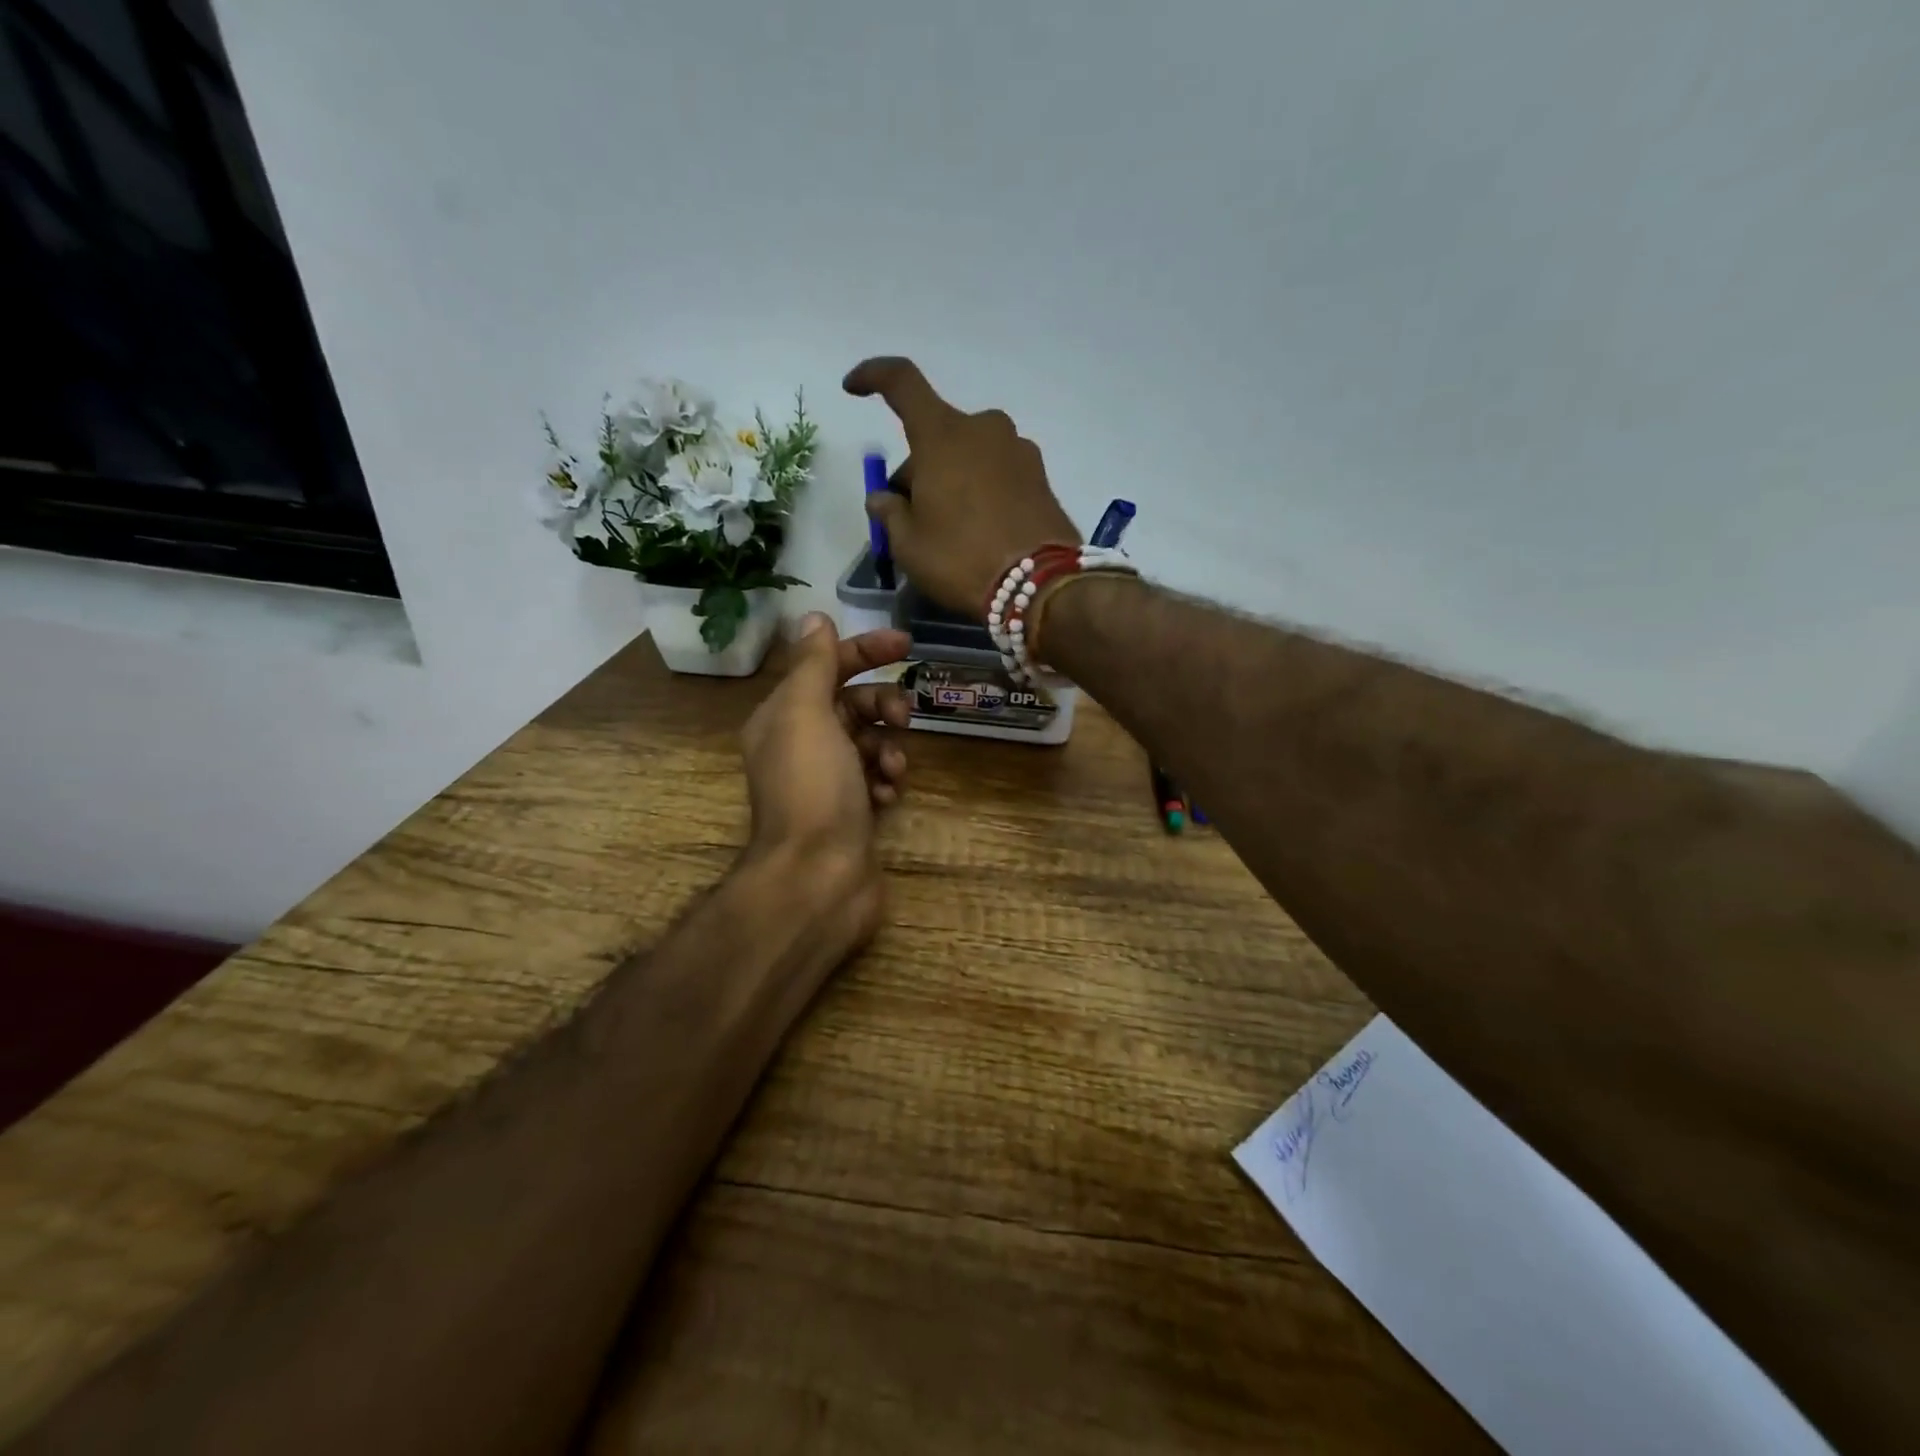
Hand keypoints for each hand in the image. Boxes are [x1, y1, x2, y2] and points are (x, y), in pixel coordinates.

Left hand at [740, 614, 912, 942]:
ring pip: (871, 743)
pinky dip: (887, 782)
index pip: (826, 666)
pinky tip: (888, 797)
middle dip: (883, 705)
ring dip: (889, 749)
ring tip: (892, 771)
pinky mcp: (851, 812)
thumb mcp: (807, 714)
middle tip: (904, 718)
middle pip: (853, 704)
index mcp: (784, 717)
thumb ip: (813, 663)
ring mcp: (828, 782)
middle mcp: (802, 745)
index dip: (865, 650)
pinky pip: (877, 780)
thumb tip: (814, 617)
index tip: (907, 646)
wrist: (817, 878)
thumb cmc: (812, 789)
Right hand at [844, 356, 1079, 618]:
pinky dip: (981, 490)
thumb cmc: (961, 559)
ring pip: (969, 454)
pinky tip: (980, 531)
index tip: (853, 387)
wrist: (1040, 586)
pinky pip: (997, 472)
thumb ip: (889, 513)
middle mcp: (983, 428)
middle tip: (909, 518)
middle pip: (937, 435)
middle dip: (918, 468)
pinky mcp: (1041, 476)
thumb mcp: (909, 545)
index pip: (901, 382)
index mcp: (943, 434)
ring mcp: (1018, 450)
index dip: (873, 376)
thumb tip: (883, 498)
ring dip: (951, 479)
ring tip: (949, 530)